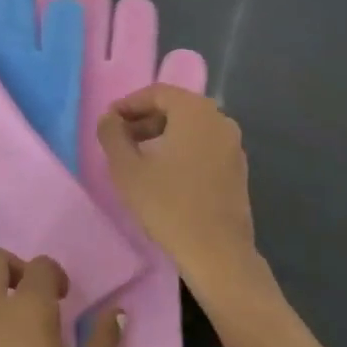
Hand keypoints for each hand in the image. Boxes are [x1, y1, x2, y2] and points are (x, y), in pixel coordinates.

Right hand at [97, 84, 266, 305]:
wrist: (217, 253)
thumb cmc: (168, 205)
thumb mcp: (127, 169)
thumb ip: (113, 135)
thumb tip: (109, 118)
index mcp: (195, 111)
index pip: (157, 93)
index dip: (129, 104)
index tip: (108, 122)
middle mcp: (219, 120)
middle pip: (176, 107)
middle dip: (145, 119)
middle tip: (120, 138)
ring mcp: (233, 144)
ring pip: (191, 127)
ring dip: (162, 134)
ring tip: (138, 156)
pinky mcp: (237, 168)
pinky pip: (204, 145)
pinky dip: (181, 149)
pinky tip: (164, 173)